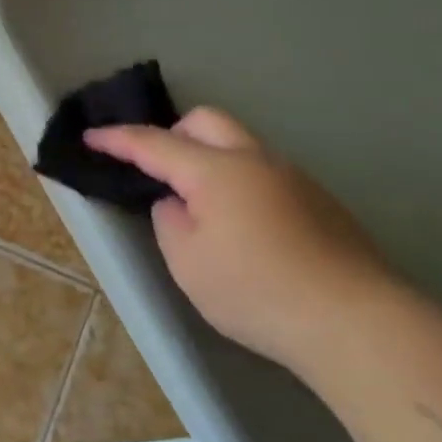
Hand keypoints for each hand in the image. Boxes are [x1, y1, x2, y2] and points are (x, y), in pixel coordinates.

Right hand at [87, 107, 396, 365]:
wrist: (352, 320)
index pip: (154, 144)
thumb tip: (179, 203)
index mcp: (215, 170)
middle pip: (206, 121)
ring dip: (210, 159)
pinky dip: (240, 182)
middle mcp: (256, 160)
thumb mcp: (187, 263)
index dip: (118, 139)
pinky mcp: (319, 201)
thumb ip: (170, 221)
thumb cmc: (254, 290)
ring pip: (240, 146)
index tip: (90, 136)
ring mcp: (294, 177)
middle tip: (156, 169)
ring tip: (200, 207)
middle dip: (172, 134)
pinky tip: (244, 228)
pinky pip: (265, 173)